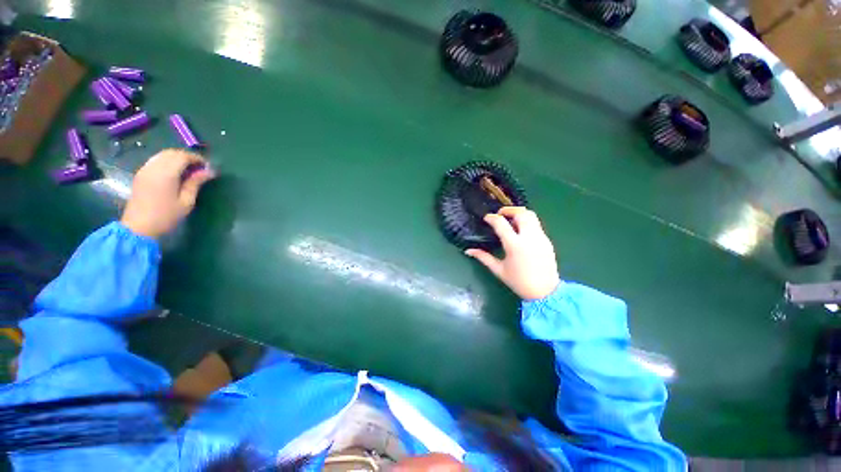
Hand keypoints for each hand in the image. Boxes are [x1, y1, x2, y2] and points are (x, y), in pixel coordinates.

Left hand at [121, 149, 214, 238]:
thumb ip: (195, 183)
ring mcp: (144, 170)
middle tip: (200, 168)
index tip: (207, 167)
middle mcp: (153, 167)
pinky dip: (167, 162)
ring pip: (162, 155)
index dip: (196, 158)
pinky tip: (174, 173)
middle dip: (187, 157)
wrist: (138, 228)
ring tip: (188, 170)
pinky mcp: (140, 174)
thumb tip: (209, 171)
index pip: (182, 156)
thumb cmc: (166, 216)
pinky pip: (155, 161)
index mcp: (165, 174)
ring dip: (177, 158)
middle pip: (171, 153)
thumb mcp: (186, 201)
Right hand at [466, 207, 559, 299]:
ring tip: (510, 222)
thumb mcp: (498, 270)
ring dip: (519, 214)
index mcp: (514, 245)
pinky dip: (527, 223)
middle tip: (500, 215)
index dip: (492, 218)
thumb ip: (483, 257)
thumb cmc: (519, 282)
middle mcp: (529, 237)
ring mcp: (541, 238)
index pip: (501, 223)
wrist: (545, 292)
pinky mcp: (547, 241)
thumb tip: (468, 250)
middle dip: (509, 210)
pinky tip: (520, 232)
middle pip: (521, 213)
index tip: (487, 218)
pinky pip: (536, 225)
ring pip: (532, 216)